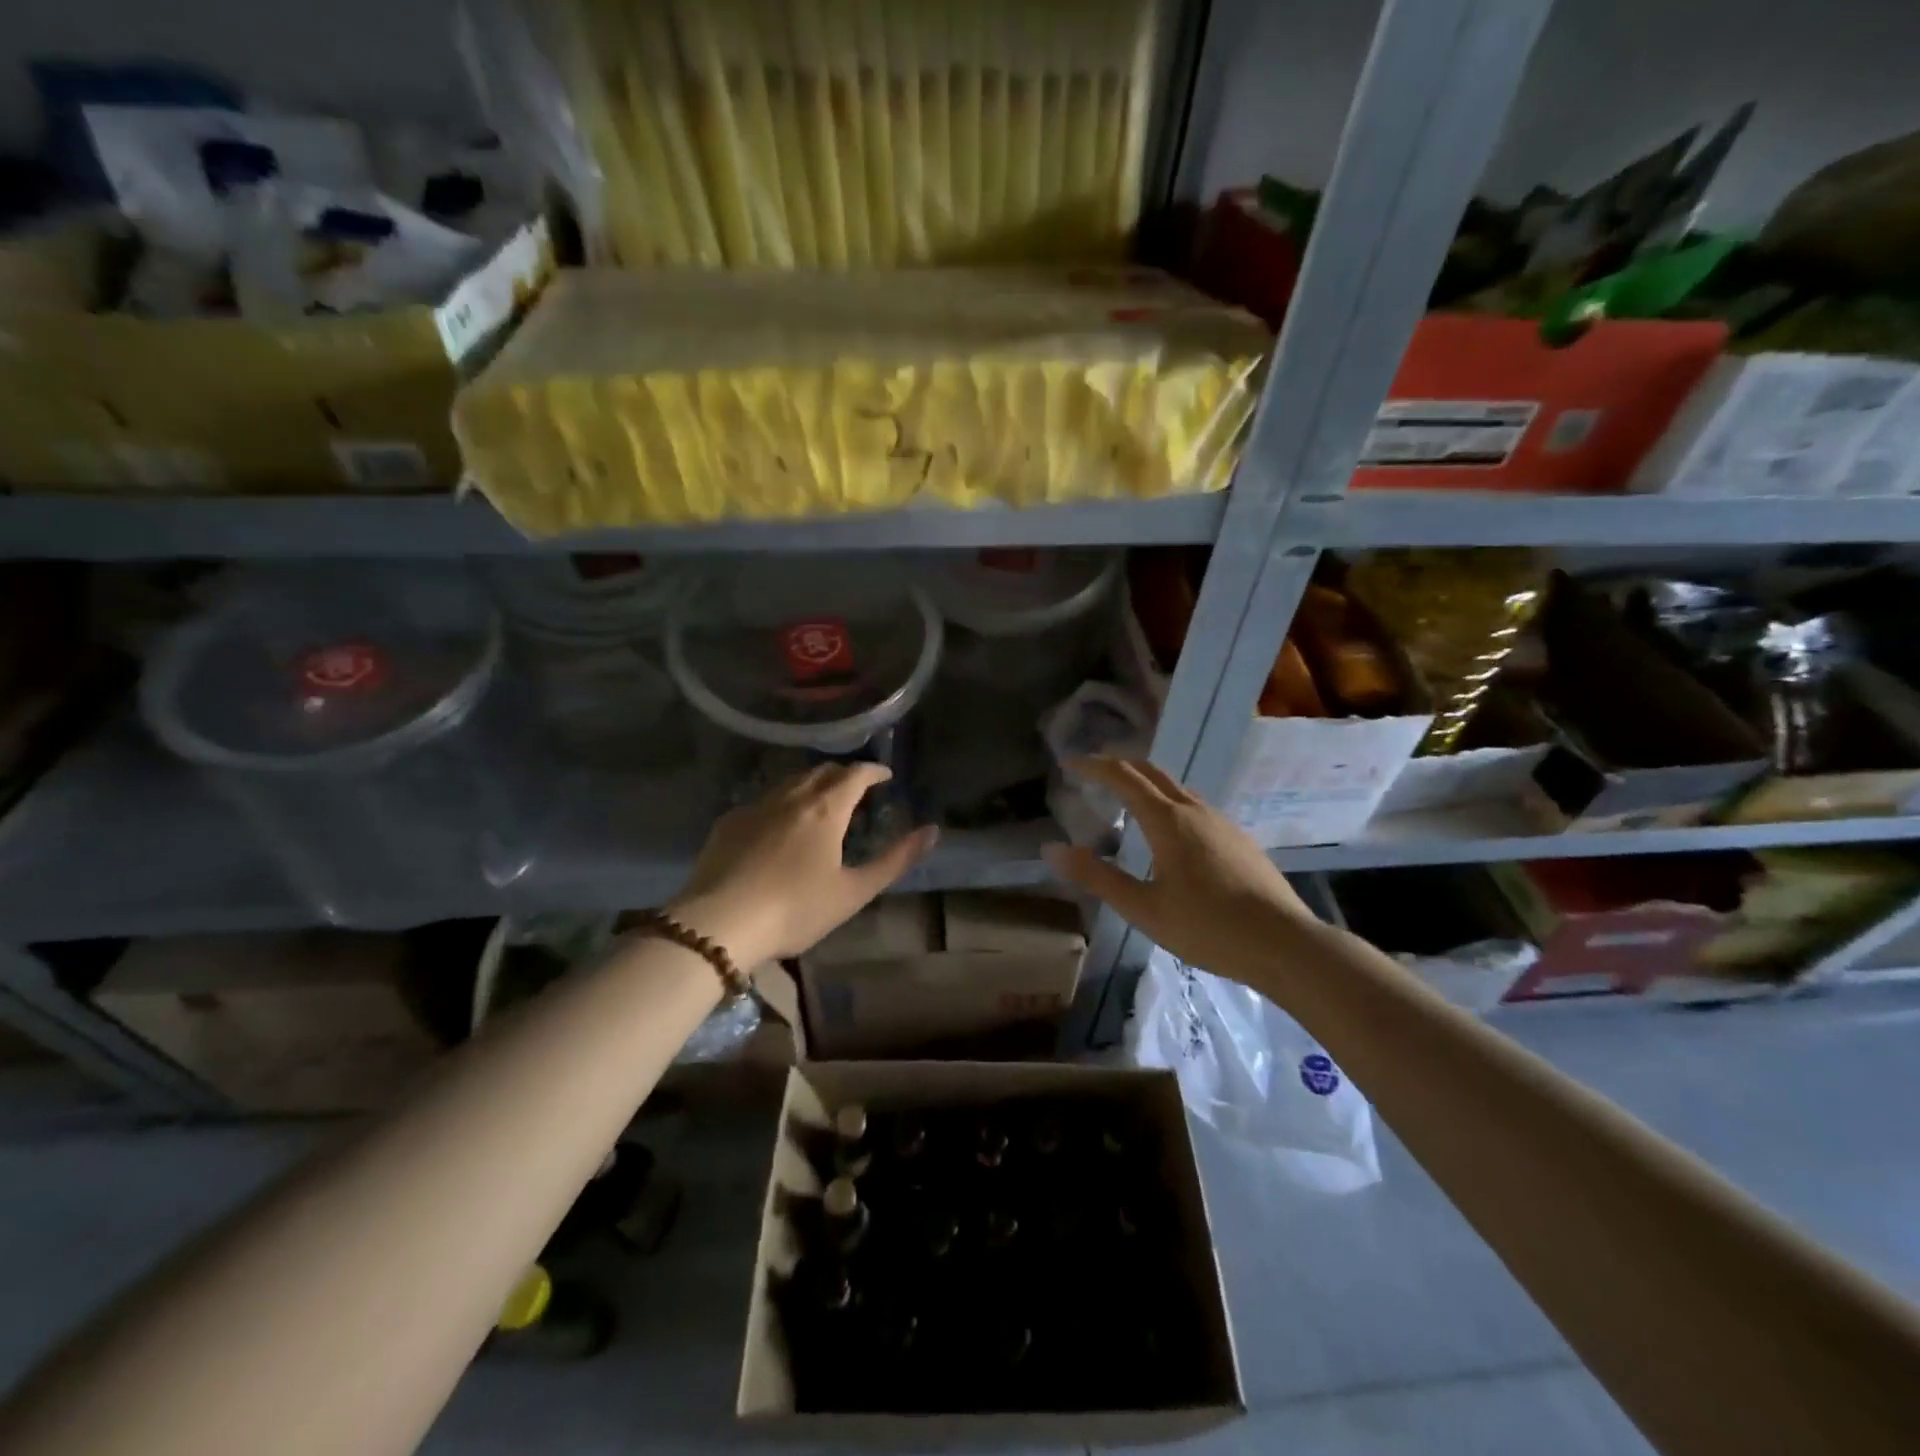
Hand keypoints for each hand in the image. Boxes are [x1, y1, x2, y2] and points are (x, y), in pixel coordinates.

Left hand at [668, 763, 938, 965]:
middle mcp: (791, 797)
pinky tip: (778, 825)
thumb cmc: (795, 909)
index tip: (885, 776)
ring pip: (790, 782)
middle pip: (822, 772)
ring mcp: (756, 806)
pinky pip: (763, 800)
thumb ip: (895, 860)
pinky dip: (781, 802)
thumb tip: (932, 831)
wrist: (719, 924)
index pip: (855, 774)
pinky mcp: (729, 822)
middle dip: (843, 774)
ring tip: (820, 803)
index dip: (874, 771)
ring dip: (811, 784)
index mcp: (826, 809)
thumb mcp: (854, 892)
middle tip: (856, 789)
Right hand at [1042, 756, 1317, 984]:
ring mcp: (1222, 822)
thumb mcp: (1143, 908)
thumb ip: (1097, 876)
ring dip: (1147, 783)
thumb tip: (1052, 850)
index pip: (1124, 777)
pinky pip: (1196, 806)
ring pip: (1177, 788)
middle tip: (1094, 772)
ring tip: (1127, 801)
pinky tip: (1170, 834)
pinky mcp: (1239, 839)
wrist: (1285, 944)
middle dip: (1120, 765)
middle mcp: (1195, 810)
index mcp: (1168, 820)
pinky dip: (1170, 803)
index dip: (1094, 766)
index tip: (1069, 763)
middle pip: (1152, 772)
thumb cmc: (1207, 927)